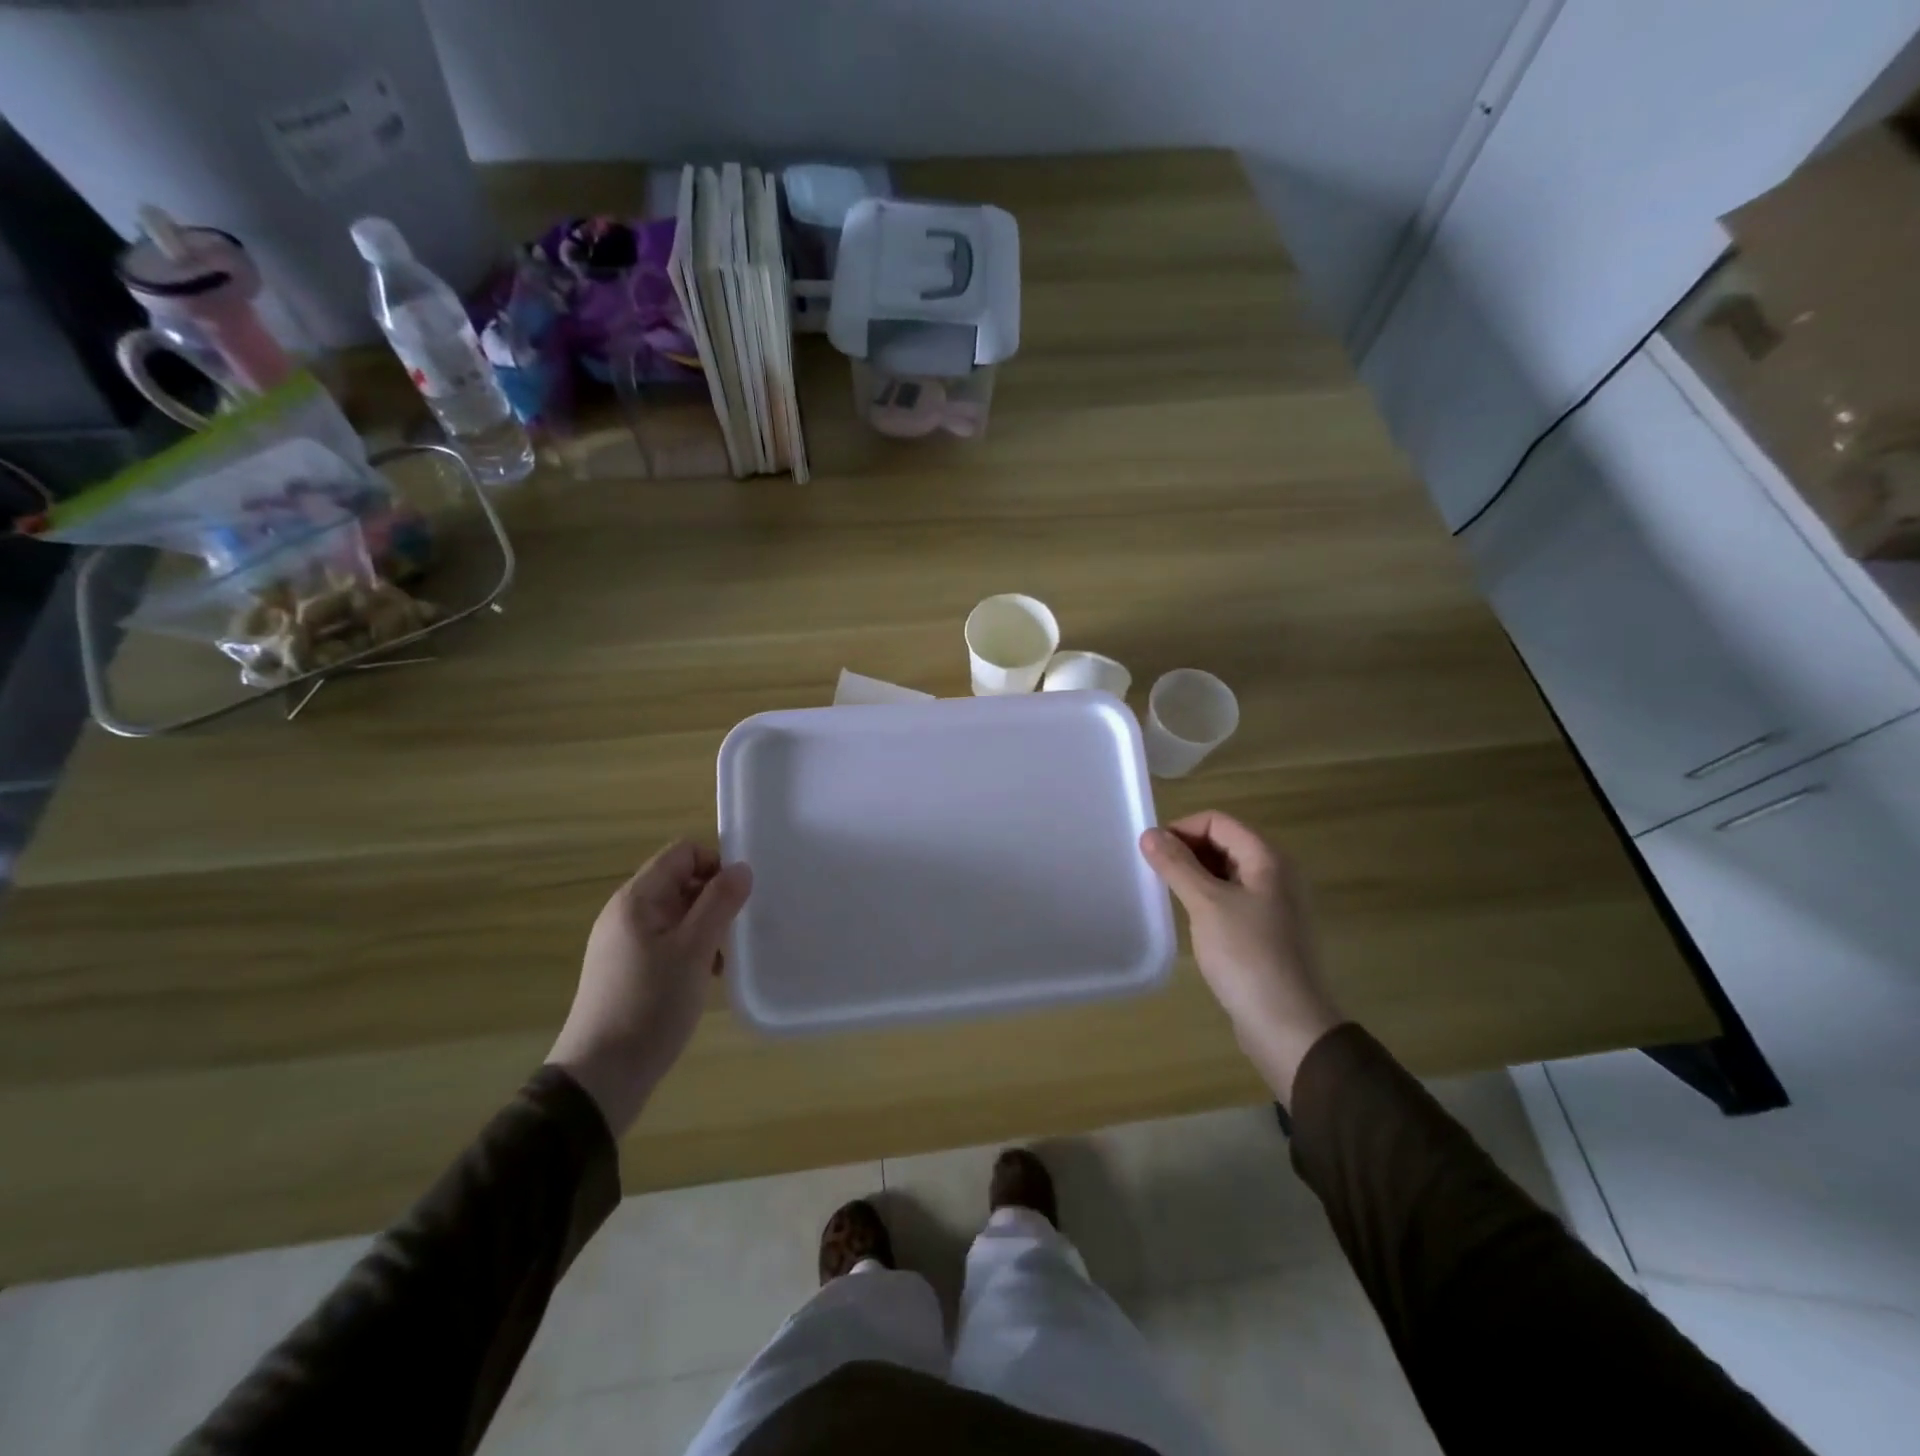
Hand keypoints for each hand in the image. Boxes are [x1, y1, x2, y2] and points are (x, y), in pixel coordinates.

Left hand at [548, 842, 752, 1135]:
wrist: (602, 1076)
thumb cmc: (651, 1004)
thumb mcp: (695, 950)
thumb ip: (720, 903)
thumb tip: (742, 867)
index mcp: (637, 899)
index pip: (682, 853)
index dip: (715, 863)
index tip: (740, 897)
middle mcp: (626, 913)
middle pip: (679, 881)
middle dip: (714, 898)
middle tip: (737, 929)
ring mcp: (623, 943)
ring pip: (677, 914)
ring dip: (706, 926)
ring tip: (724, 958)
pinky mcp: (627, 970)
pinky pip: (667, 941)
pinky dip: (691, 949)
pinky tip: (706, 977)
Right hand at [1140, 812, 1343, 1104]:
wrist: (1287, 1025)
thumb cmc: (1247, 955)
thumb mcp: (1206, 904)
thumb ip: (1177, 865)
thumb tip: (1150, 834)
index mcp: (1268, 858)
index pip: (1218, 821)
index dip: (1182, 829)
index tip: (1151, 853)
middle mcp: (1276, 874)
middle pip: (1224, 843)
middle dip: (1187, 851)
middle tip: (1154, 873)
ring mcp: (1275, 904)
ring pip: (1227, 873)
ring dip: (1195, 875)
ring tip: (1167, 894)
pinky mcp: (1268, 931)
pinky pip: (1233, 899)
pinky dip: (1208, 898)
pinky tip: (1191, 919)